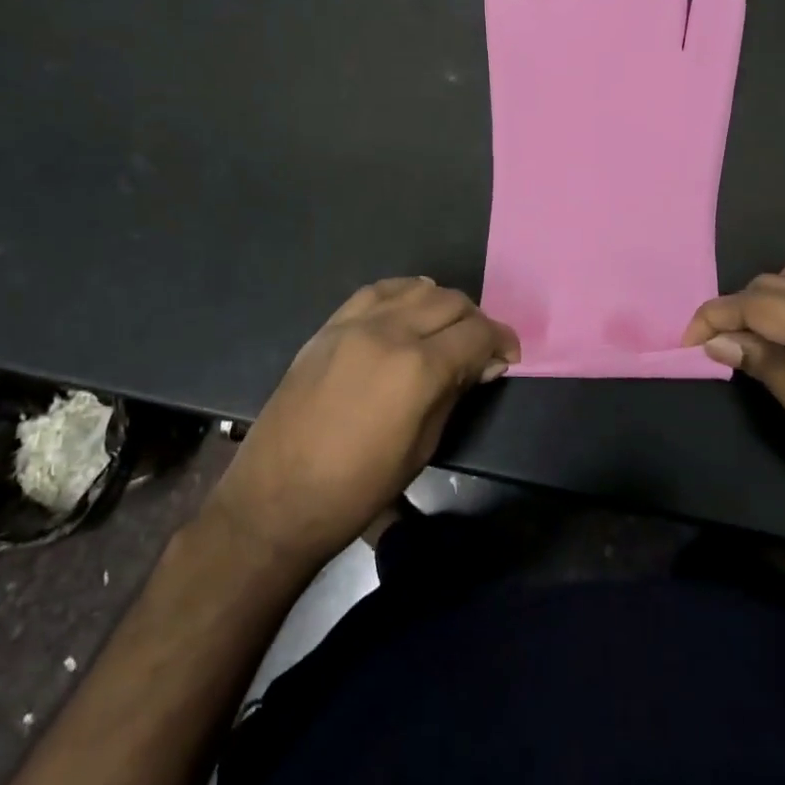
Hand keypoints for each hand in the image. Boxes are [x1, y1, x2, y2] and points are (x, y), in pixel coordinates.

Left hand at [206, 278, 519, 570]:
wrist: (277, 497)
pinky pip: (376, 291)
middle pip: (450, 302)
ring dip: (441, 304)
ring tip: (445, 330)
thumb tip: (483, 365)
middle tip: (480, 348)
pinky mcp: (330, 325)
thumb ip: (454, 393)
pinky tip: (408, 310)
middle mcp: (390, 332)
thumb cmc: (358, 488)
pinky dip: (402, 294)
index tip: (508, 357)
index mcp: (418, 368)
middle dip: (475, 321)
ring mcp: (355, 324)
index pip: (477, 333)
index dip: (501, 341)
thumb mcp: (422, 447)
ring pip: (416, 288)